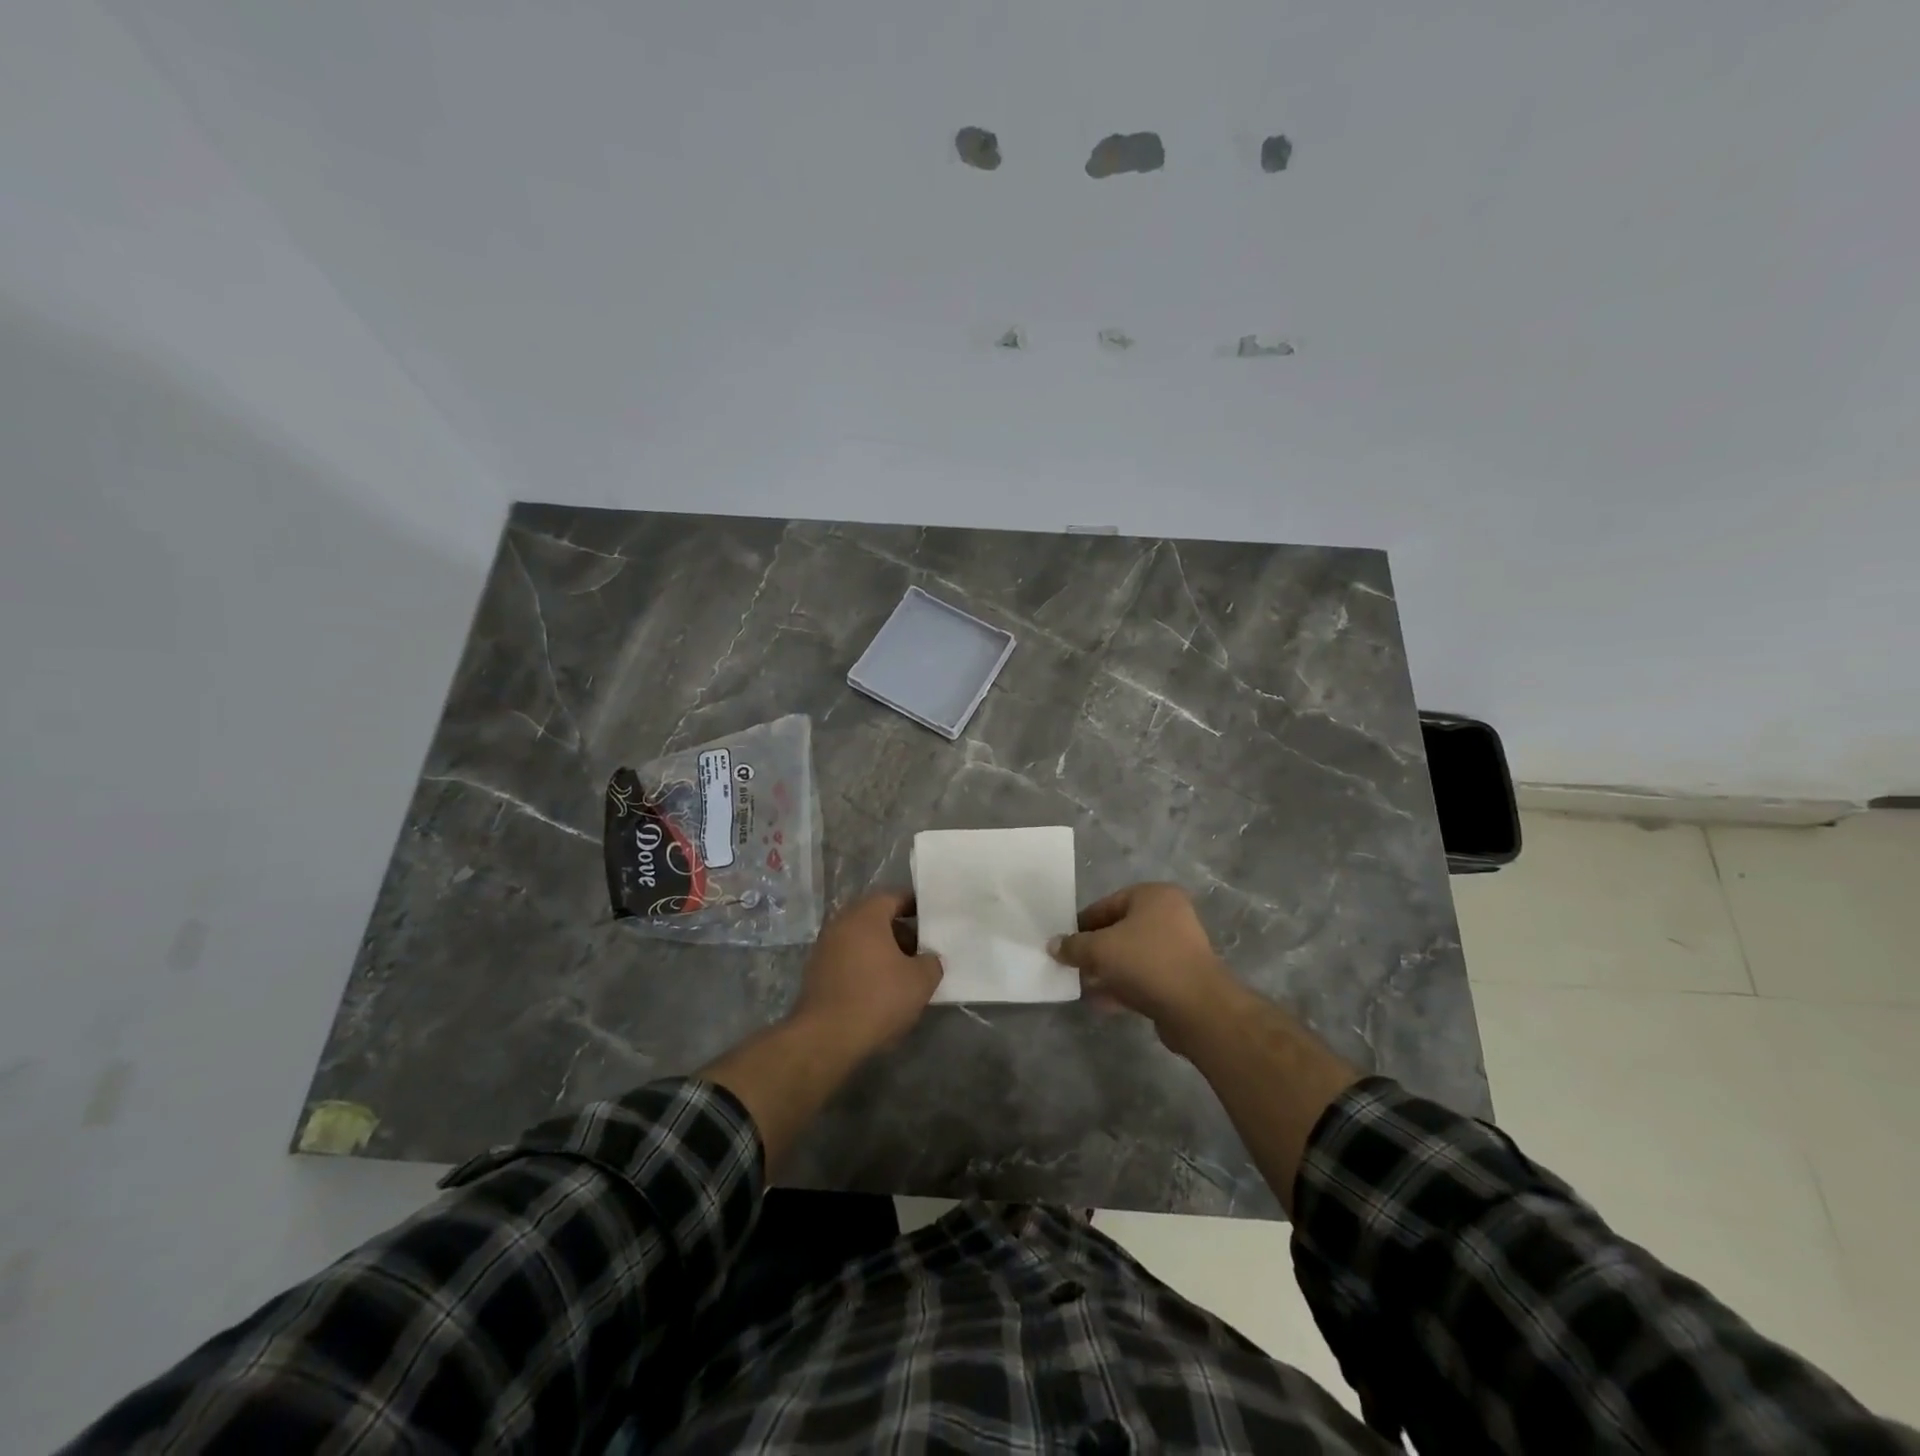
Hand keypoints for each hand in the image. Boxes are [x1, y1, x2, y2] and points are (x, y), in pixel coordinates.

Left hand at [790, 890, 942, 1055]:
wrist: (825, 1037)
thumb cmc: (877, 998)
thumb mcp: (920, 981)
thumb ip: (931, 963)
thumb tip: (929, 959)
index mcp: (866, 916)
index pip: (893, 897)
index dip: (914, 906)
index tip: (930, 919)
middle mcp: (841, 924)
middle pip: (876, 919)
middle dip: (900, 933)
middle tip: (921, 951)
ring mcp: (824, 948)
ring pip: (861, 941)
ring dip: (882, 952)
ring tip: (903, 975)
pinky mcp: (816, 973)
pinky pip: (848, 960)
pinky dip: (865, 967)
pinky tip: (879, 991)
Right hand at [1049, 883, 1239, 1050]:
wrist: (1197, 1008)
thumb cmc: (1147, 962)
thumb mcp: (1100, 949)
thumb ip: (1073, 946)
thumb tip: (1053, 945)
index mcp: (1154, 896)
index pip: (1107, 904)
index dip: (1081, 924)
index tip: (1063, 943)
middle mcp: (1170, 916)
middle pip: (1120, 930)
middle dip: (1094, 950)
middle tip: (1071, 966)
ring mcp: (1178, 949)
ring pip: (1131, 956)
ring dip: (1106, 971)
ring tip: (1082, 986)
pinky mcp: (1180, 979)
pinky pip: (1143, 978)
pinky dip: (1123, 987)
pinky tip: (1101, 1003)